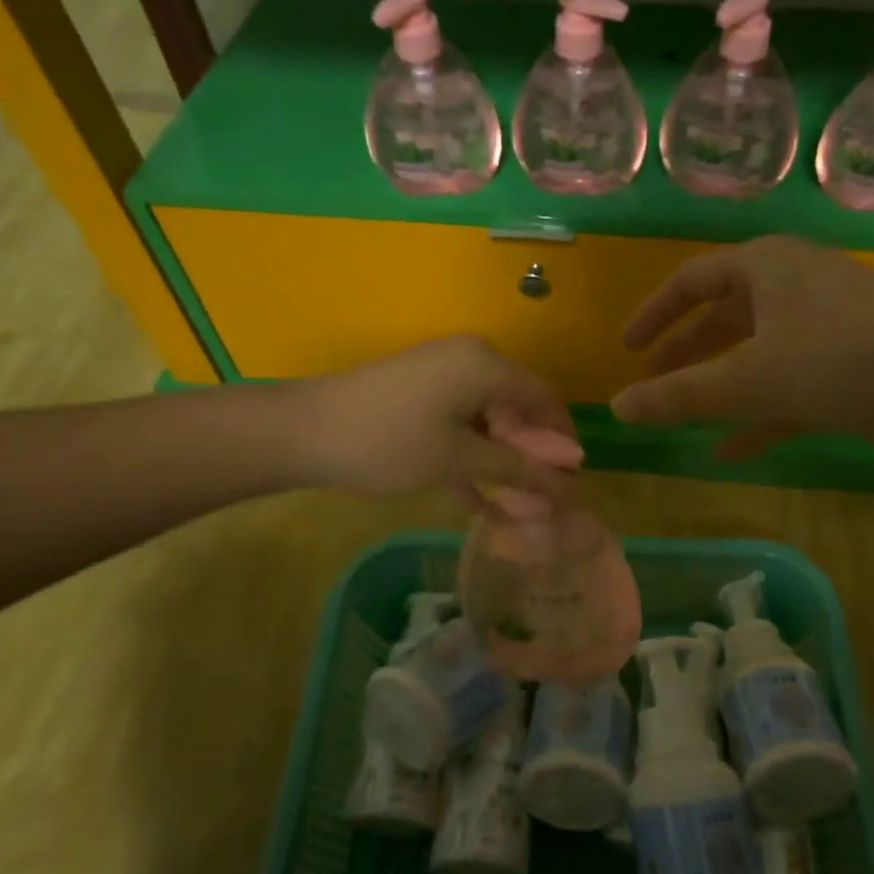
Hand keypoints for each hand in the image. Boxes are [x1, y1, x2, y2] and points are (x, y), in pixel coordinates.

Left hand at [288, 337, 574, 500]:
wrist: (303, 432)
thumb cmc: (390, 442)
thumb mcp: (458, 458)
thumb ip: (516, 468)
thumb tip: (569, 480)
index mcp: (486, 365)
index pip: (545, 397)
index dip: (562, 440)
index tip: (570, 482)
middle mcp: (469, 361)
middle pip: (516, 410)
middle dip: (530, 458)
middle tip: (540, 504)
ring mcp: (440, 378)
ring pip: (486, 423)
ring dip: (500, 465)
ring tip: (515, 512)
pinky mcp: (417, 396)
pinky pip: (458, 425)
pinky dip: (469, 458)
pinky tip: (478, 502)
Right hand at [610, 236, 873, 458]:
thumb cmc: (844, 360)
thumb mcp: (750, 379)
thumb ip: (680, 395)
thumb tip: (617, 408)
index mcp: (766, 268)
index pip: (691, 280)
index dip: (655, 314)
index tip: (627, 349)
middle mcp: (795, 287)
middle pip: (724, 317)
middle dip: (686, 354)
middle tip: (651, 386)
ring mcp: (828, 326)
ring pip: (757, 355)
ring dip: (719, 386)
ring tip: (682, 418)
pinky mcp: (855, 366)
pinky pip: (791, 386)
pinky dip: (760, 414)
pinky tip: (732, 450)